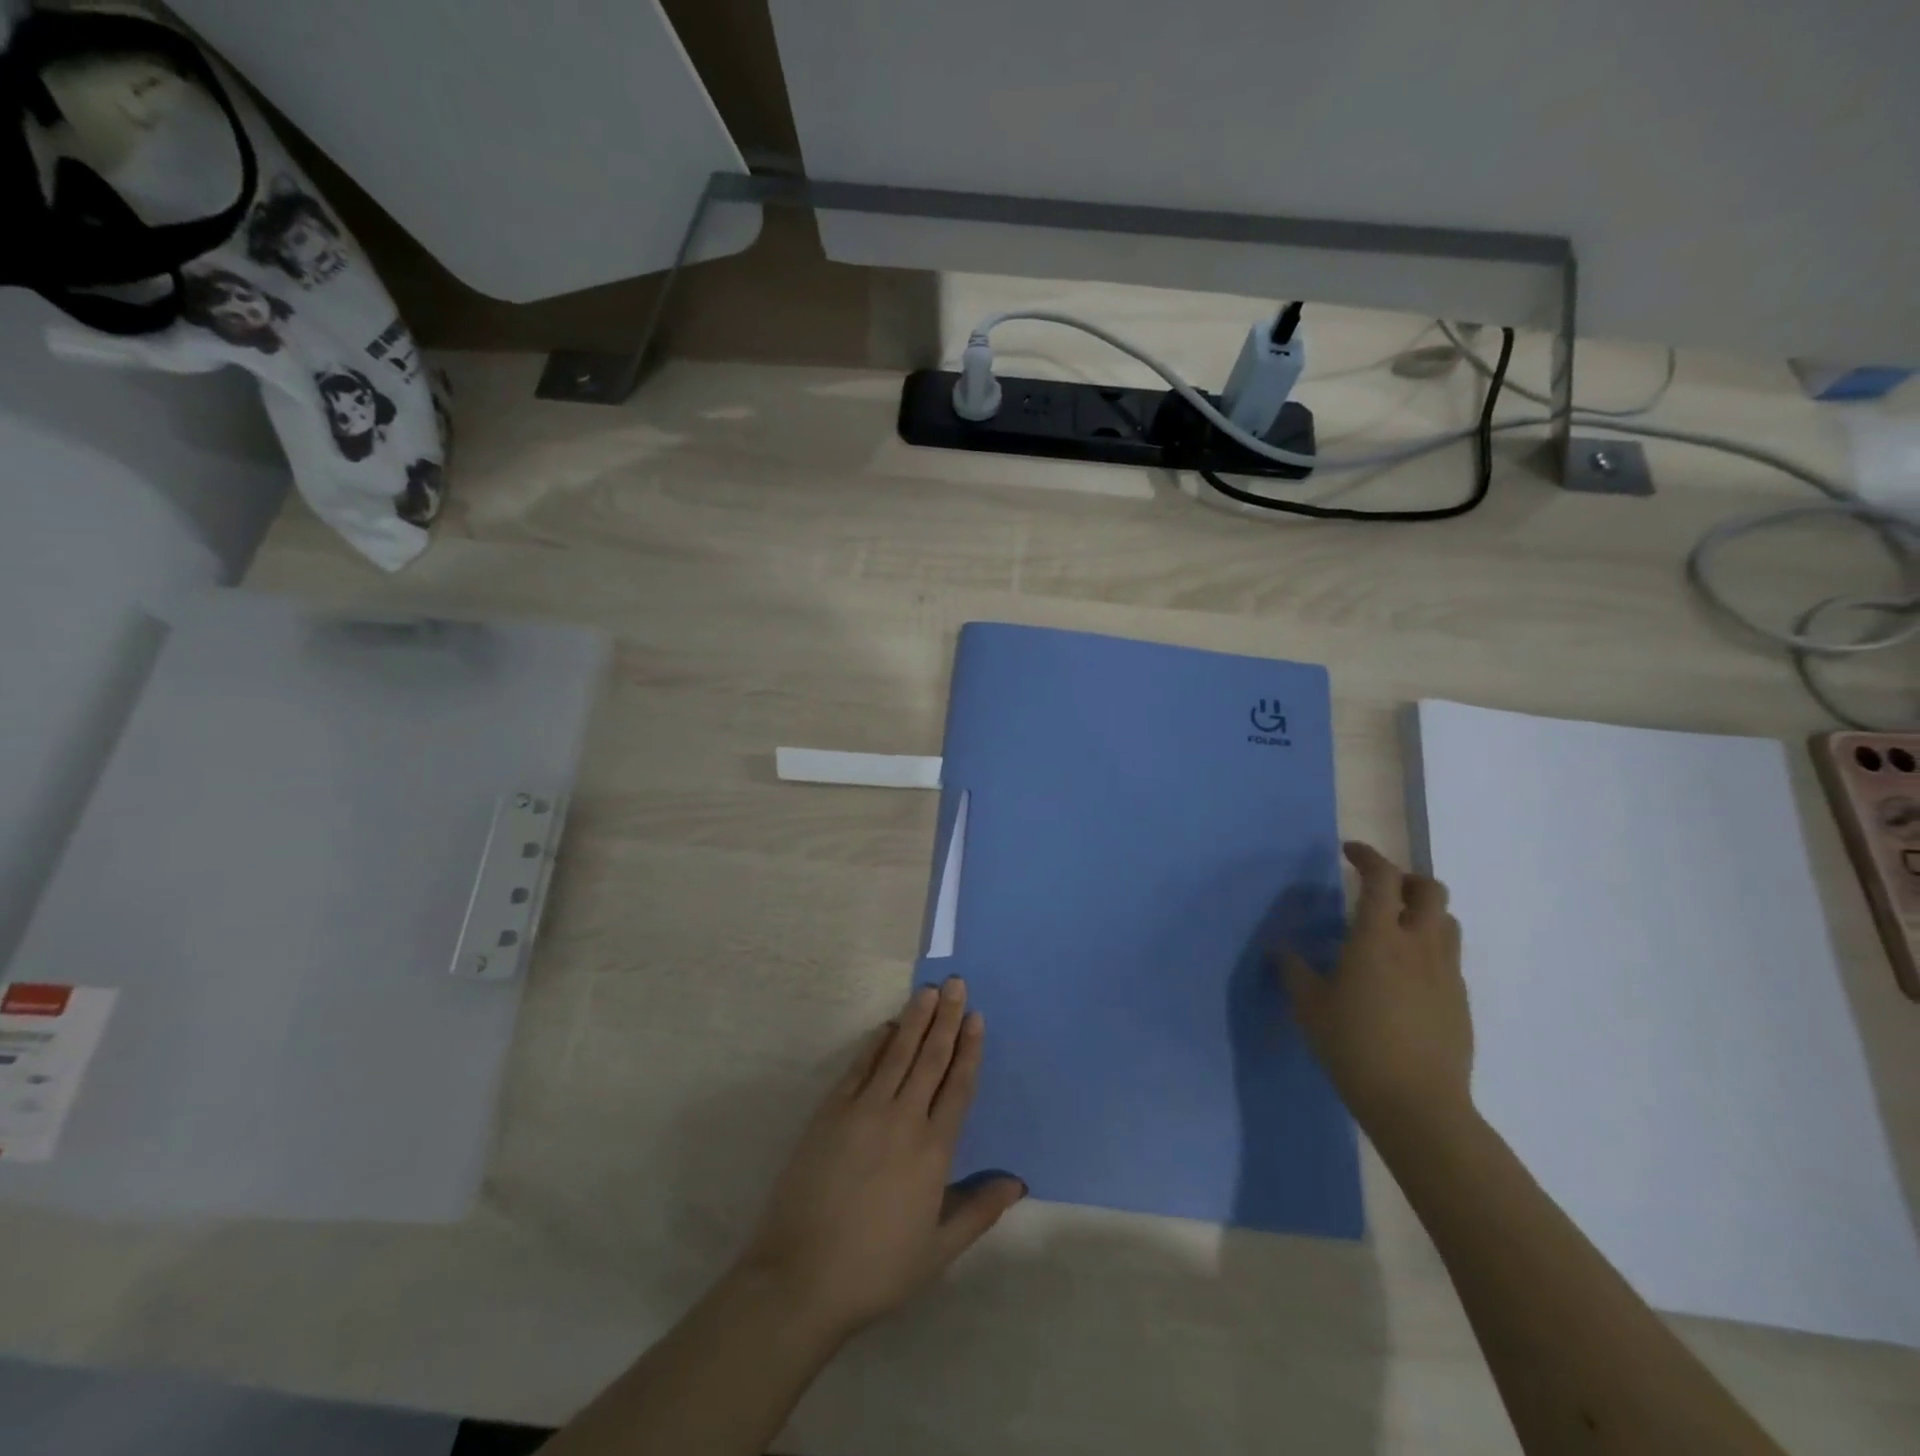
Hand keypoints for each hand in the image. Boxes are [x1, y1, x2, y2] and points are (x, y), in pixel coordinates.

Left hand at [735, 977, 1025, 1339]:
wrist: (801, 1277)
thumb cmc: (876, 1268)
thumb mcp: (938, 1250)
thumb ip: (978, 1210)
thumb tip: (1018, 1181)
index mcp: (933, 1151)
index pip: (957, 1086)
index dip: (968, 1049)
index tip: (976, 1017)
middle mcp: (903, 1119)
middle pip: (930, 1058)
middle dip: (946, 1019)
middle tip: (956, 984)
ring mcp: (864, 1110)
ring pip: (897, 1053)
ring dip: (915, 1020)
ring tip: (929, 991)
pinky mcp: (831, 1112)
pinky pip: (860, 1067)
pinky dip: (876, 1044)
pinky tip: (888, 1027)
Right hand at [1279, 842, 1474, 1138]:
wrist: (1417, 1105)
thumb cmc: (1354, 1047)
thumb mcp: (1309, 1007)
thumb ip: (1294, 971)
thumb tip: (1281, 948)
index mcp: (1378, 939)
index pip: (1382, 879)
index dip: (1367, 857)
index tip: (1349, 851)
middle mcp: (1419, 946)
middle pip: (1430, 890)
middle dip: (1406, 879)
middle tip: (1379, 888)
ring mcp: (1445, 974)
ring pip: (1446, 922)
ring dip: (1422, 912)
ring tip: (1394, 928)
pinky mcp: (1459, 1001)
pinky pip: (1448, 957)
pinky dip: (1428, 948)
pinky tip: (1404, 975)